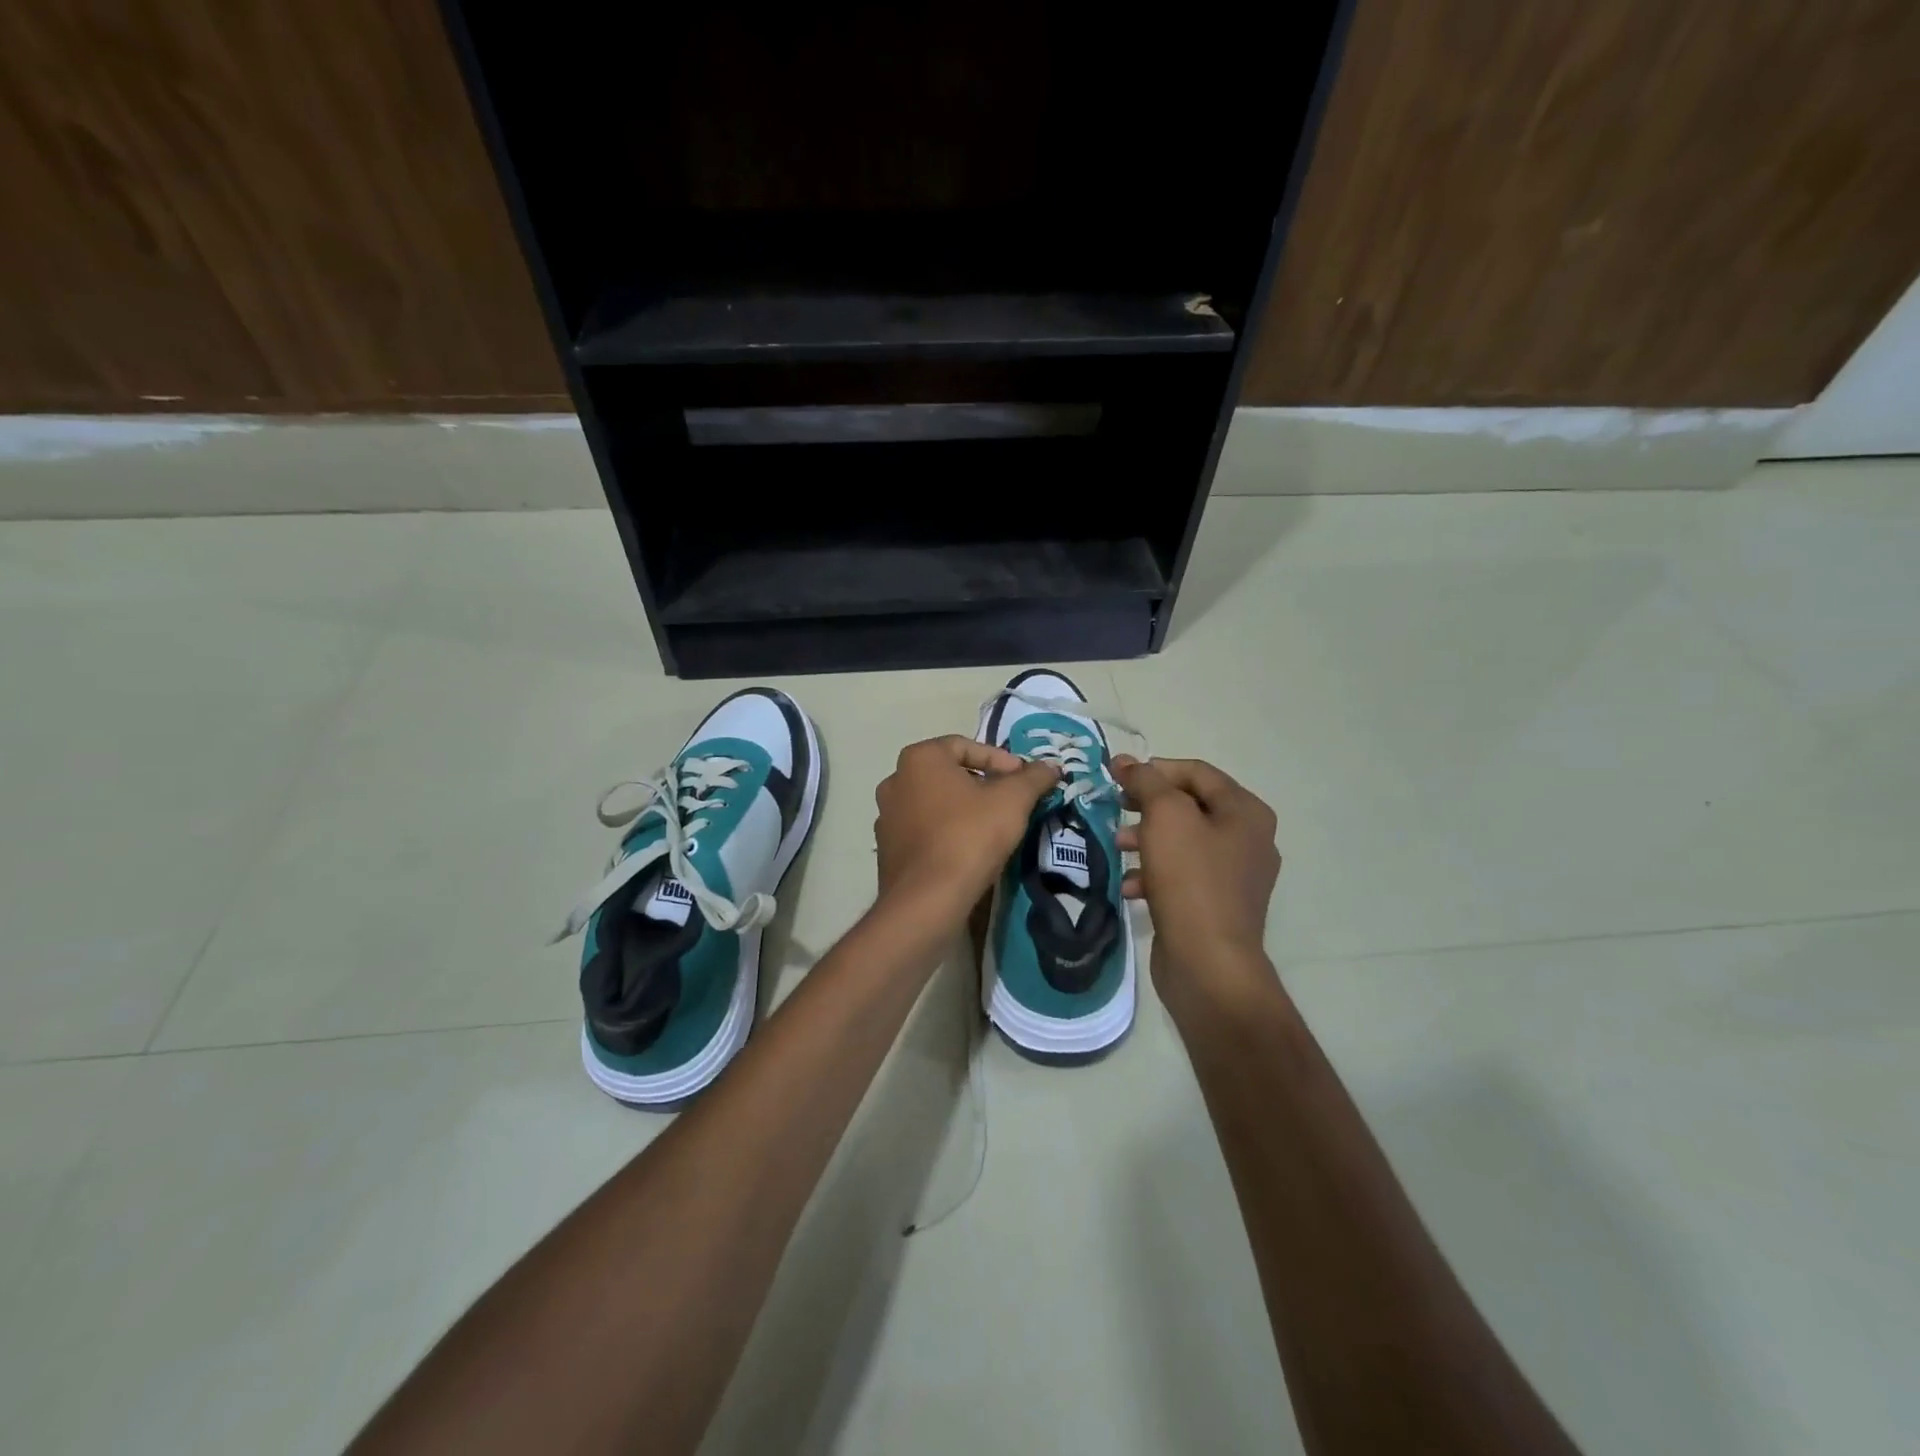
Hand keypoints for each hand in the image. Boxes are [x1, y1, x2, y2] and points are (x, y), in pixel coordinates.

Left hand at [874, 736, 1059, 925]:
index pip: (965, 746)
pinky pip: (923, 830)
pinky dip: (945, 832)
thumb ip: (1033, 778)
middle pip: (948, 773)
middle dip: (982, 783)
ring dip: (963, 809)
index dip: (1000, 760)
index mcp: (919, 759)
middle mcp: (895, 780)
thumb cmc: (969, 836)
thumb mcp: (1013, 801)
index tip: (1023, 780)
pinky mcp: (887, 849)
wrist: (927, 900)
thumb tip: (1051, 767)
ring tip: (992, 827)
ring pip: (934, 802)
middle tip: (1011, 801)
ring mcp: (886, 816)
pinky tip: (967, 850)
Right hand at [1112, 756, 1281, 1018]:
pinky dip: (1153, 873)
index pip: (1196, 772)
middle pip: (1189, 806)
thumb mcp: (1166, 817)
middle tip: (1113, 807)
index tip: (1116, 776)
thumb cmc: (1190, 879)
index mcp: (1245, 812)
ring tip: (1116, 847)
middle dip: (1147, 805)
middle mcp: (1248, 839)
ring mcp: (1234, 876)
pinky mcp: (1215, 905)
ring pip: (1181, 842)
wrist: (1208, 963)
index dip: (1154, 768)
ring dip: (1144, 838)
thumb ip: (1146, 782)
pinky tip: (1129, 885)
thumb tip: (1126, 761)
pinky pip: (1181, 875)